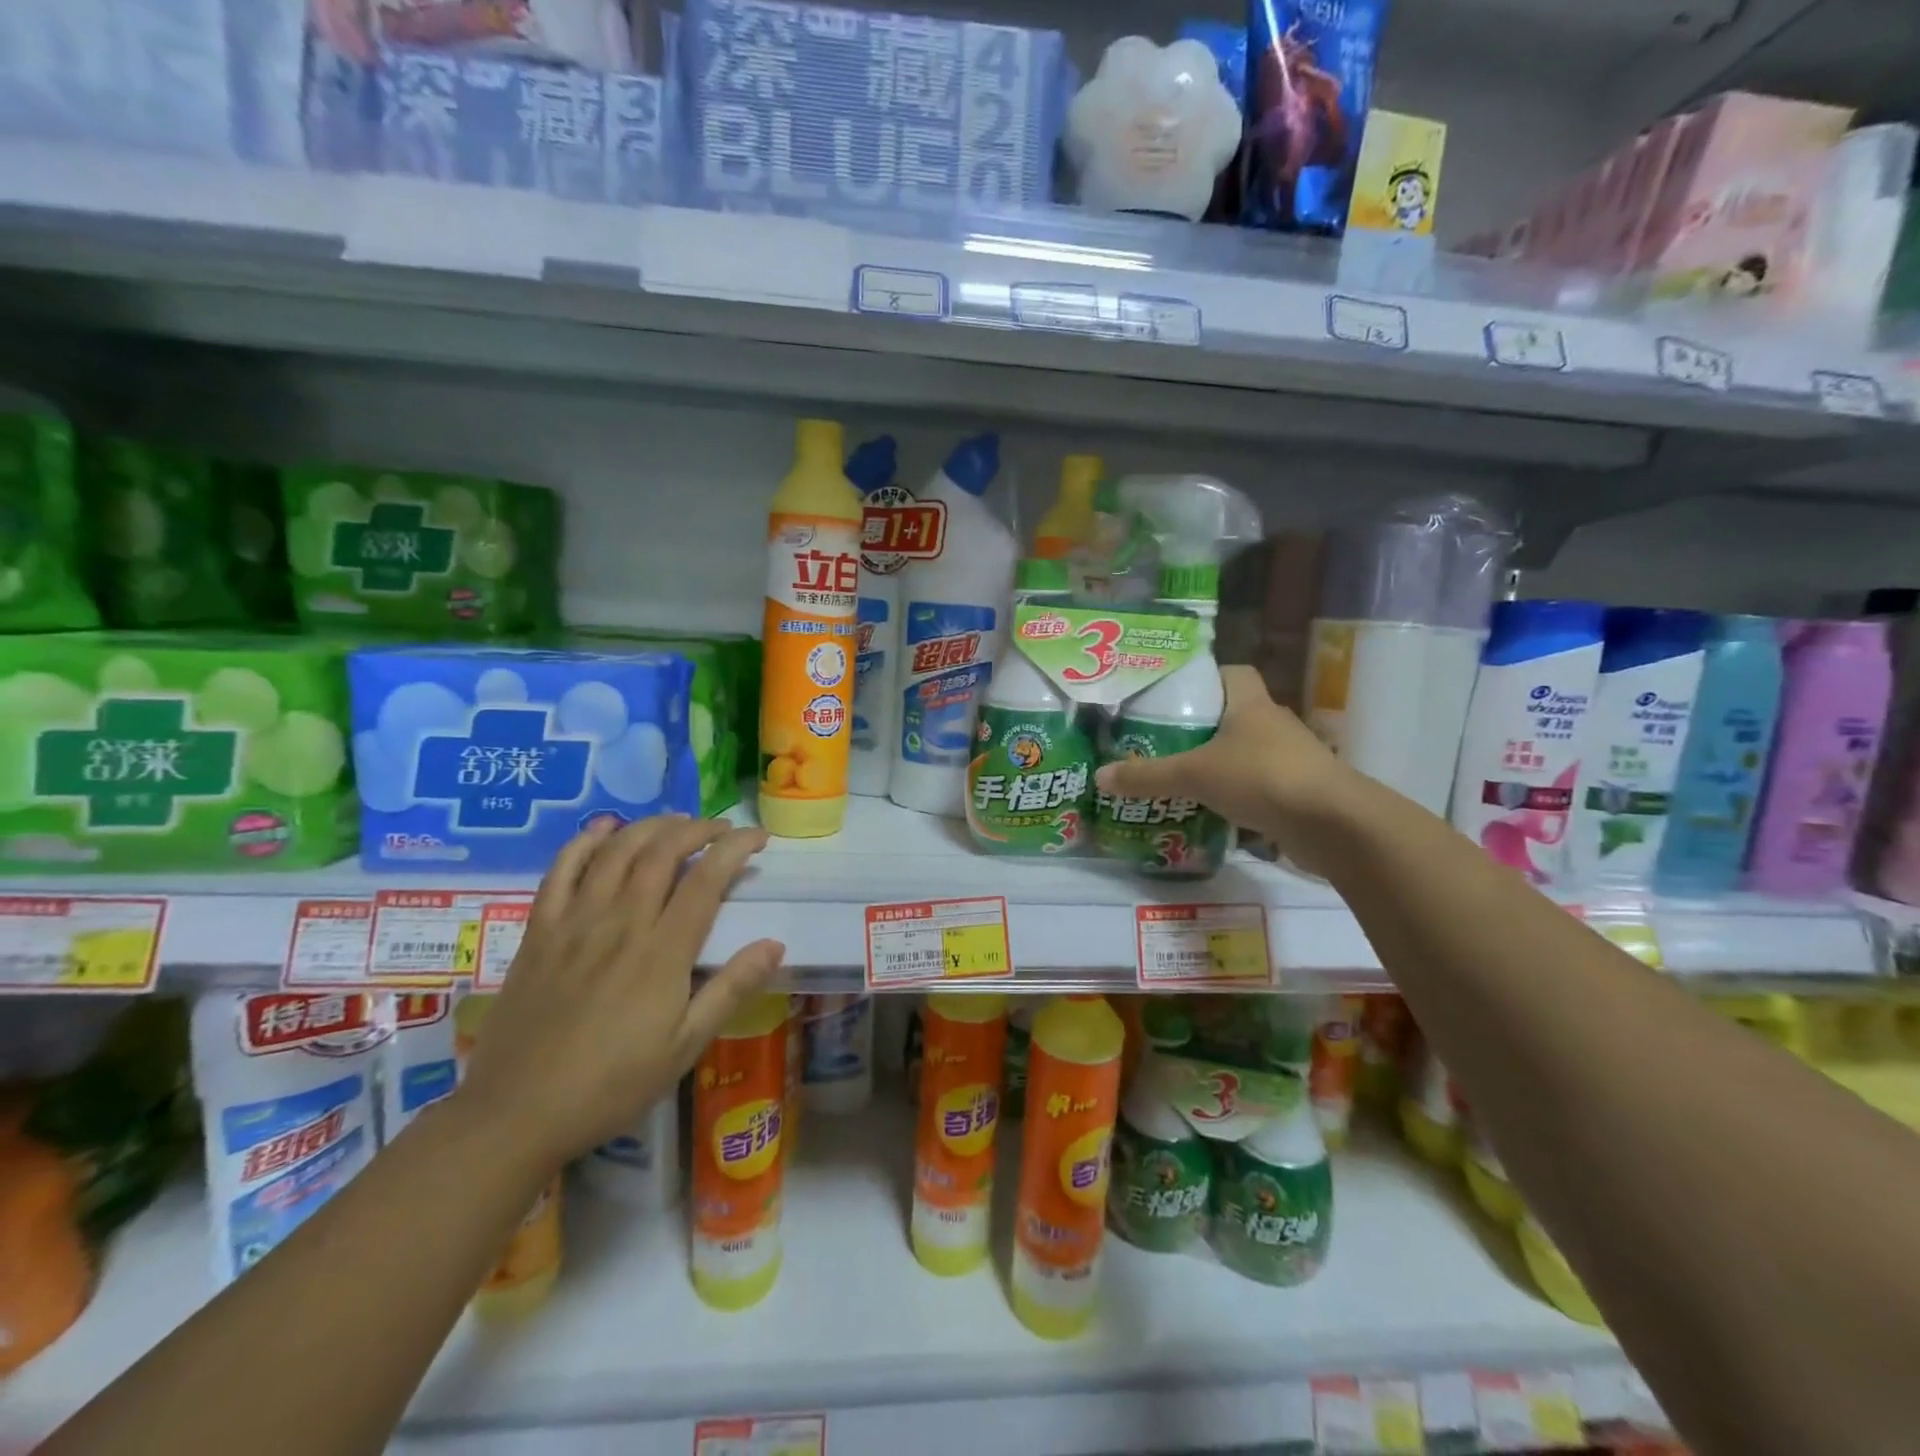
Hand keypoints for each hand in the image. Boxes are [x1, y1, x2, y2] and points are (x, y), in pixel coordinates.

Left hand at [455, 816, 783, 1175]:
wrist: (516, 1113)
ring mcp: (575, 922)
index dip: (735, 848)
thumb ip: (730, 990)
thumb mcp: (685, 1047)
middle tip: (721, 829)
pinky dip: (584, 842)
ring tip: (676, 822)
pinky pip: (561, 871)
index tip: (757, 839)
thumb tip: (775, 944)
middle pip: (662, 852)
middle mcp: (621, 923)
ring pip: (616, 851)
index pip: (706, 879)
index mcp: (662, 952)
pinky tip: (604, 830)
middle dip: (698, 829)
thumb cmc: (611, 1085)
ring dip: (650, 826)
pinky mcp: (539, 931)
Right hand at [1094, 665, 1360, 875]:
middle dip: (1203, 728)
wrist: (1332, 824)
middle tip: (1164, 742)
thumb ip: (1147, 776)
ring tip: (1180, 779)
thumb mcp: (1194, 775)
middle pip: (1235, 715)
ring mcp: (1291, 759)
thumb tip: (1099, 776)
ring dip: (1220, 765)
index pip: (1232, 673)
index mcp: (1252, 704)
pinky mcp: (1298, 793)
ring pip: (1247, 754)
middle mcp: (1274, 725)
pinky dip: (1237, 797)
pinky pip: (1259, 788)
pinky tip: (1210, 812)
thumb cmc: (1261, 777)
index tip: (1175, 695)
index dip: (1205, 678)